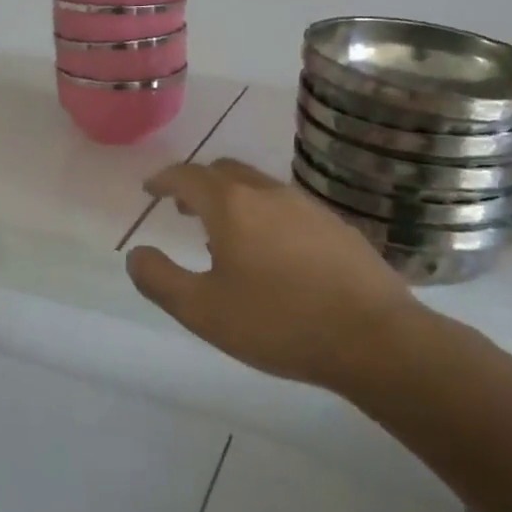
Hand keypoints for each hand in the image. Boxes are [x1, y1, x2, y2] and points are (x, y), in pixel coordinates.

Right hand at [124, 158, 423, 391]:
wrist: (375, 339)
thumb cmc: (279, 323)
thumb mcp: (202, 311)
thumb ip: (159, 280)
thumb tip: (136, 255)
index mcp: (232, 206)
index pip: (187, 176)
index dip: (163, 180)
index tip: (150, 189)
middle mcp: (269, 193)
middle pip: (225, 172)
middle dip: (198, 184)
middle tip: (184, 208)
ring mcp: (308, 207)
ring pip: (259, 187)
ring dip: (233, 199)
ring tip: (224, 233)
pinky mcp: (337, 226)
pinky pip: (287, 207)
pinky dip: (264, 214)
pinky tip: (273, 253)